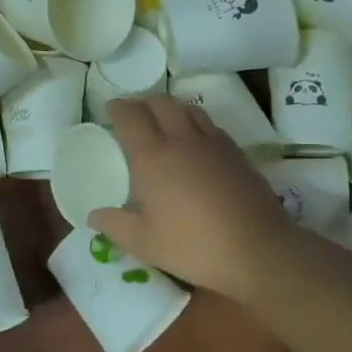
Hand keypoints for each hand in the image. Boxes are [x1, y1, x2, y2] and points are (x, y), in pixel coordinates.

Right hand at [89, 96, 299, 302]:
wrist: (257, 248)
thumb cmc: (193, 246)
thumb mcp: (144, 243)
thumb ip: (114, 225)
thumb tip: (94, 215)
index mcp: (152, 156)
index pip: (130, 117)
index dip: (117, 108)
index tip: (110, 109)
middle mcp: (182, 140)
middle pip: (161, 103)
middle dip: (144, 103)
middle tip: (135, 116)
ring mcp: (213, 143)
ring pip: (189, 109)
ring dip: (172, 108)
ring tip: (165, 123)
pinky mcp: (237, 153)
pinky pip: (211, 126)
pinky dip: (196, 125)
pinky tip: (197, 144)